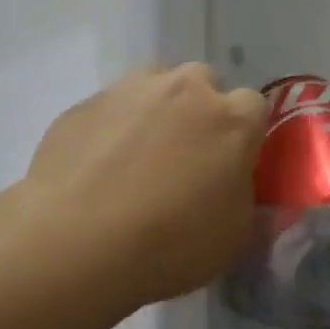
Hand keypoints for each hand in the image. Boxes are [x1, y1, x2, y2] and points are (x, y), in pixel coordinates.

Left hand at [22, 63, 266, 306]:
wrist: (75, 242)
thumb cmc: (170, 245)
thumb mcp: (233, 240)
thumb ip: (247, 202)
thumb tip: (241, 186)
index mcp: (231, 121)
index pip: (253, 106)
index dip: (244, 134)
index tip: (230, 165)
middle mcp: (183, 91)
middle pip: (202, 83)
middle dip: (199, 111)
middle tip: (185, 158)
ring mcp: (128, 91)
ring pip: (153, 86)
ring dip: (155, 111)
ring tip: (137, 158)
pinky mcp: (83, 105)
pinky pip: (109, 109)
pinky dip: (111, 129)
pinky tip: (97, 169)